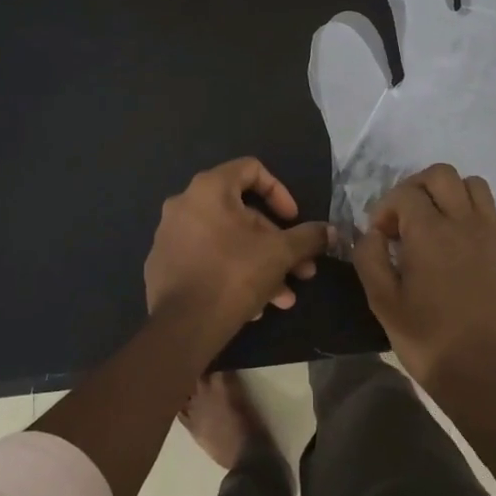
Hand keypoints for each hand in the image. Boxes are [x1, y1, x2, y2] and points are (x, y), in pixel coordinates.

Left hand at [144, 159, 329, 334]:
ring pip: (227, 242)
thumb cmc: (234, 274)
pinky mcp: (164, 266)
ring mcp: (170, 236)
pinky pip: (207, 260)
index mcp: (209, 189)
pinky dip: (232, 274)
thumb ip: (308, 237)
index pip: (251, 169)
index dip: (280, 191)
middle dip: (276, 243)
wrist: (183, 326)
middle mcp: (184, 205)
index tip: (293, 220)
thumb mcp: (280, 253)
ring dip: (260, 265)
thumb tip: (331, 231)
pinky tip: (253, 306)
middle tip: (299, 269)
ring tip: (283, 297)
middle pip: (242, 214)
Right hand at [352, 163, 495, 402]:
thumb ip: (369, 257)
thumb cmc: (426, 338)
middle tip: (406, 217)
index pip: (404, 193)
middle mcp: (464, 222)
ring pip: (475, 186)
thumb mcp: (381, 301)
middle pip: (441, 174)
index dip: (385, 209)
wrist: (480, 373)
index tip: (380, 236)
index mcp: (429, 232)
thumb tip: (373, 233)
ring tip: (439, 223)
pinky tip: (471, 240)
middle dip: (417, 187)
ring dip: (452, 195)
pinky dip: (484, 217)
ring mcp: (493, 236)